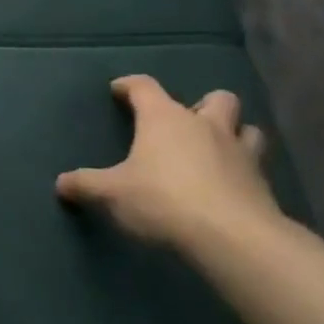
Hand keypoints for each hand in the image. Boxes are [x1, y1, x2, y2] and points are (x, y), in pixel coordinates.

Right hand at [56, 76, 281, 250]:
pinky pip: (257, 168)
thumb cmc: (163, 200)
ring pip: (247, 129)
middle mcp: (205, 125)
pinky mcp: (263, 184)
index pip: (144, 86)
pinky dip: (245, 172)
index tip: (119, 91)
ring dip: (234, 134)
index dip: (129, 86)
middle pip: (216, 98)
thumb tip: (60, 183)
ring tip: (218, 151)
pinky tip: (232, 188)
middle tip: (187, 123)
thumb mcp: (112, 194)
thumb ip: (85, 185)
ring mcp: (240, 153)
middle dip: (203, 105)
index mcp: (165, 118)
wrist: (232, 237)